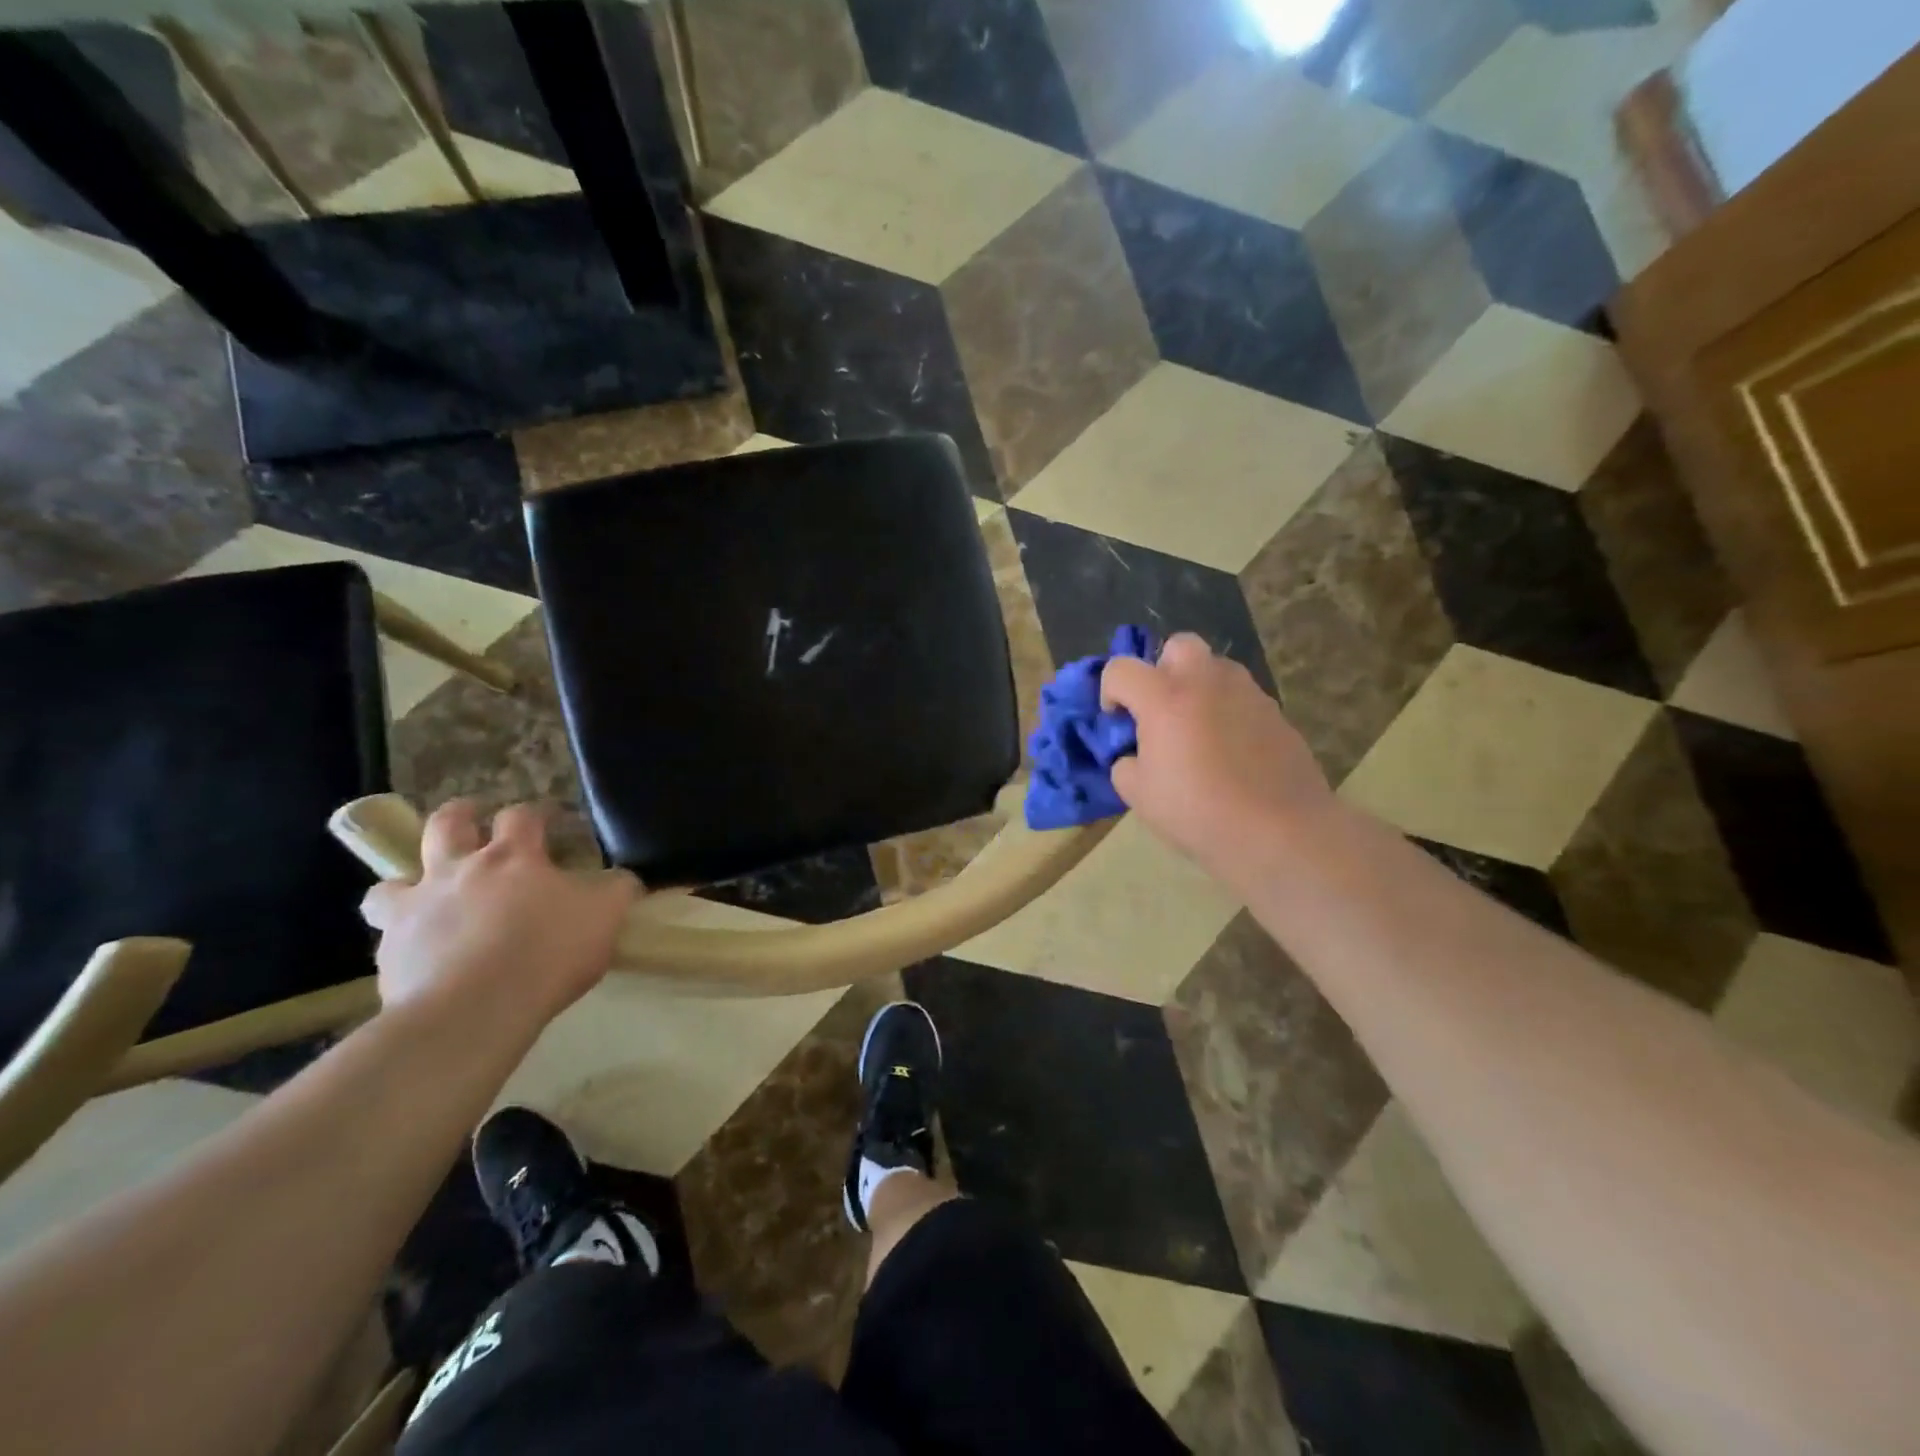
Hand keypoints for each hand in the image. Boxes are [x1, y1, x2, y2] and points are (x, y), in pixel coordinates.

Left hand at [361, 801, 640, 1030]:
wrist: (474, 1010)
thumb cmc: (548, 952)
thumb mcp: (605, 915)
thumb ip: (617, 890)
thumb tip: (624, 879)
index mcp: (513, 858)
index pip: (522, 816)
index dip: (536, 813)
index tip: (549, 821)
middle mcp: (458, 871)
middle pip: (445, 825)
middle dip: (458, 818)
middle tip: (469, 822)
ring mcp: (416, 910)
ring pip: (391, 882)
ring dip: (405, 882)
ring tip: (422, 895)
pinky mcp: (389, 953)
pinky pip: (385, 937)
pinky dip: (400, 939)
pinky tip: (419, 956)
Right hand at [1101, 634, 1335, 874]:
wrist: (1280, 832)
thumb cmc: (1198, 812)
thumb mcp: (1138, 795)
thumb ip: (1126, 764)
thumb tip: (1135, 756)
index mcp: (1165, 697)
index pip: (1121, 669)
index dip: (1110, 692)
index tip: (1117, 723)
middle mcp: (1207, 682)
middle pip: (1178, 646)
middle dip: (1161, 669)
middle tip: (1160, 710)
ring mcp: (1248, 693)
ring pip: (1215, 668)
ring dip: (1198, 688)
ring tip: (1196, 731)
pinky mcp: (1276, 713)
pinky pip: (1241, 698)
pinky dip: (1227, 712)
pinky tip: (1229, 753)